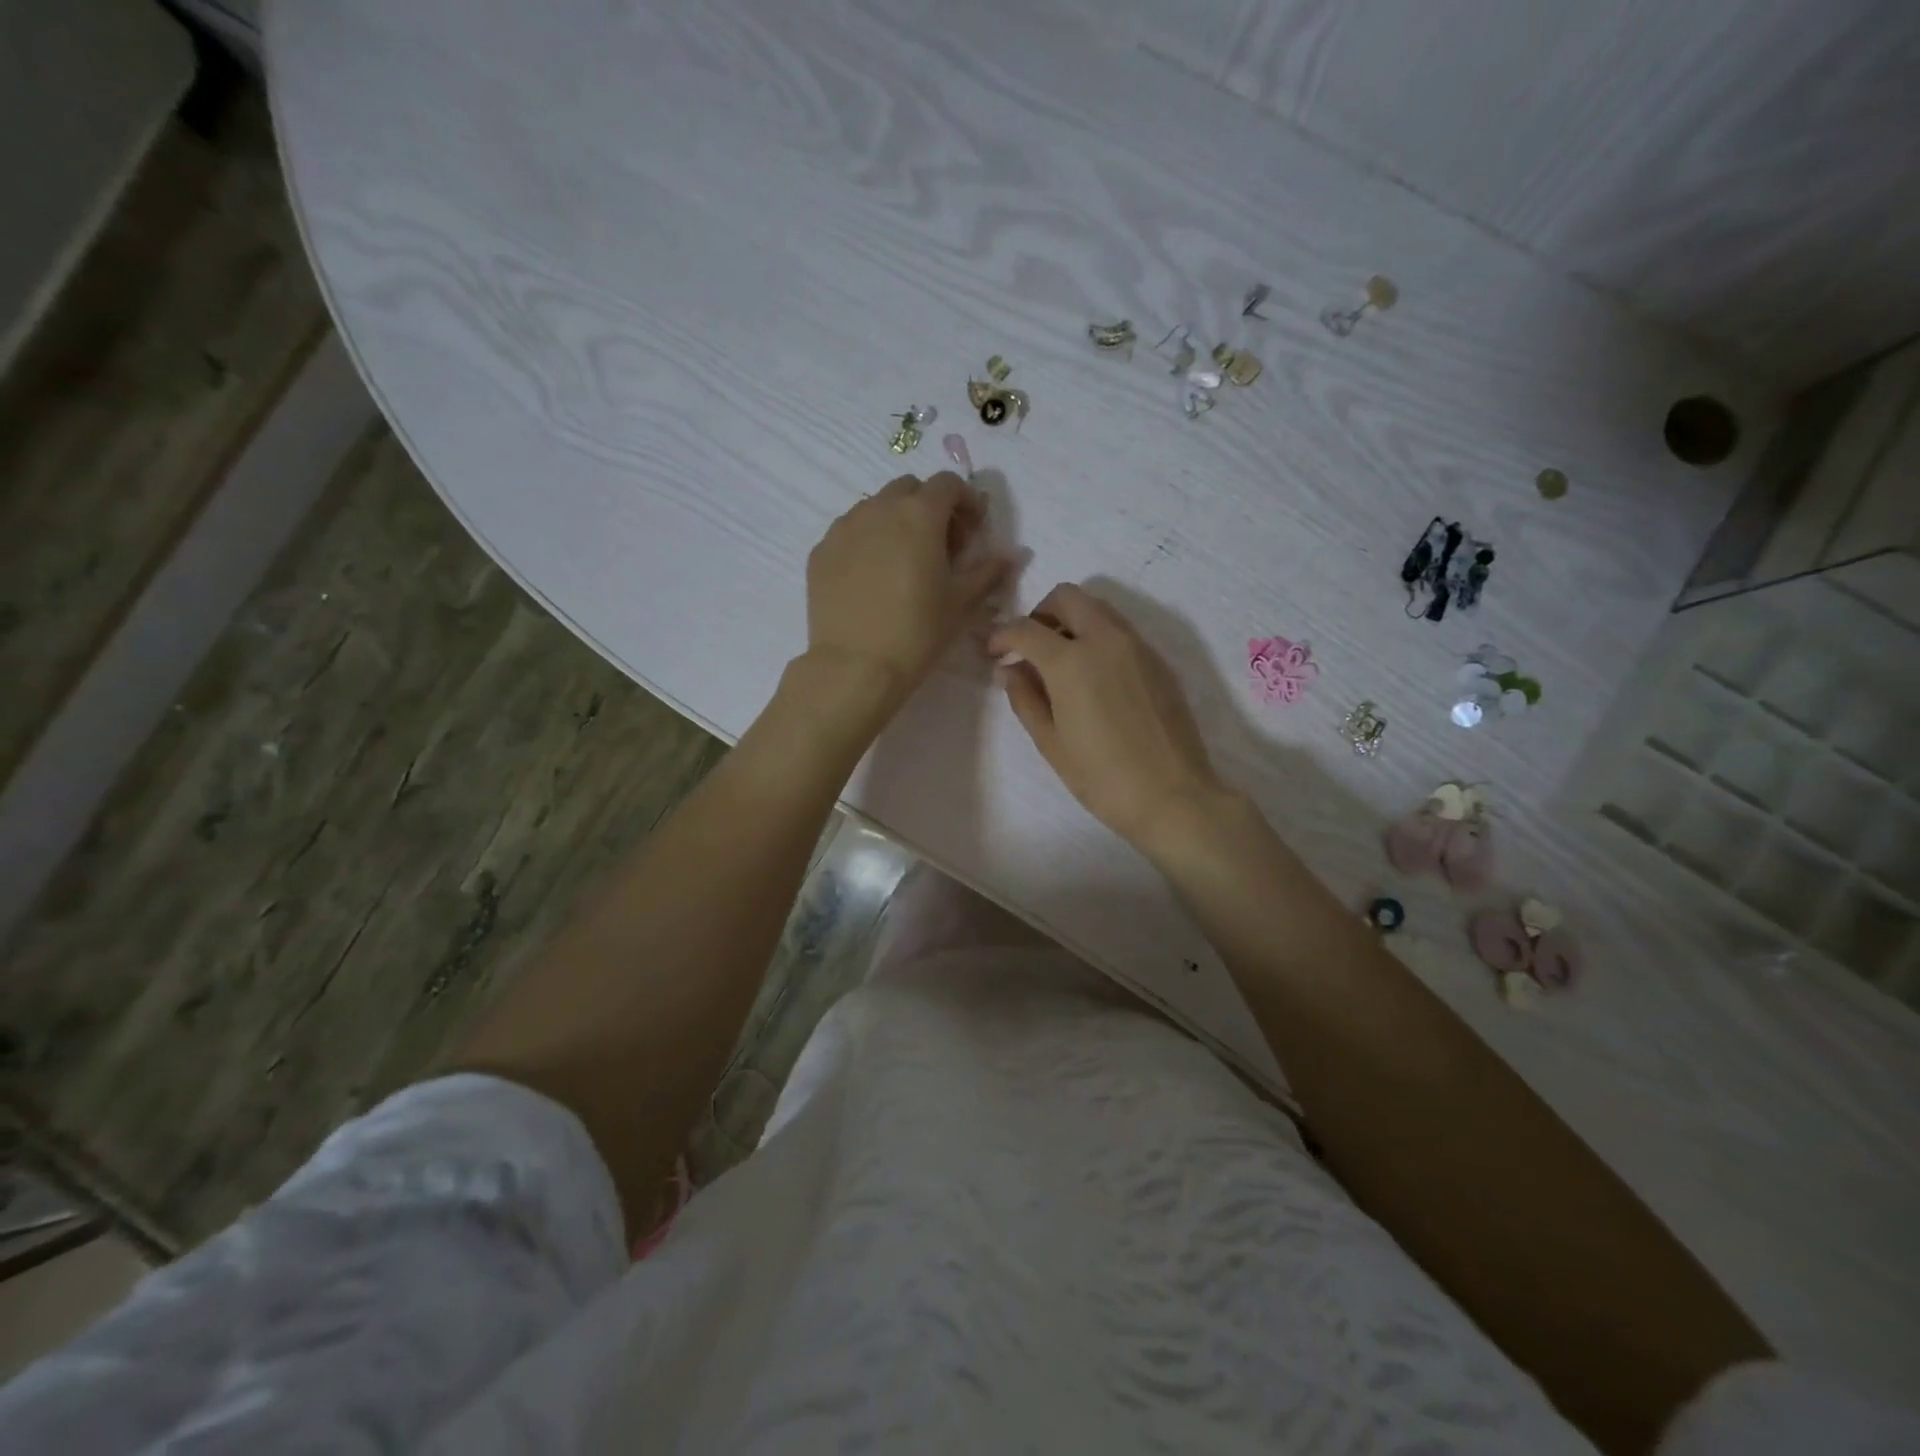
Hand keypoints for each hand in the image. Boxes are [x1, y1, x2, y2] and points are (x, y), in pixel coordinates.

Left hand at [805, 472, 1010, 709]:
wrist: (855, 666)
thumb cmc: (918, 632)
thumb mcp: (962, 603)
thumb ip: (988, 571)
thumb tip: (1010, 555)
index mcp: (919, 514)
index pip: (948, 483)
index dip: (966, 502)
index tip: (972, 532)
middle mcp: (878, 509)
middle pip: (909, 489)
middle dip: (929, 507)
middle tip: (940, 547)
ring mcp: (844, 528)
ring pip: (875, 507)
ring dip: (896, 522)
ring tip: (903, 563)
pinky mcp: (820, 551)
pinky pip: (849, 532)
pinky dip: (867, 542)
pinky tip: (872, 579)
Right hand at [987, 584, 1229, 851]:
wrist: (1173, 796)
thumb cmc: (1102, 777)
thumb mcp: (1051, 743)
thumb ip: (1025, 698)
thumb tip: (1009, 670)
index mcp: (1071, 661)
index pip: (1026, 628)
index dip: (1002, 636)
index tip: (993, 653)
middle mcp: (1106, 640)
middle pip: (1067, 597)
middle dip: (1040, 613)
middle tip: (1029, 647)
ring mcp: (1137, 647)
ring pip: (1098, 608)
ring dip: (1071, 621)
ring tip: (1060, 662)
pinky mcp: (1158, 661)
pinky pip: (1120, 630)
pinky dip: (1098, 636)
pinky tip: (1093, 677)